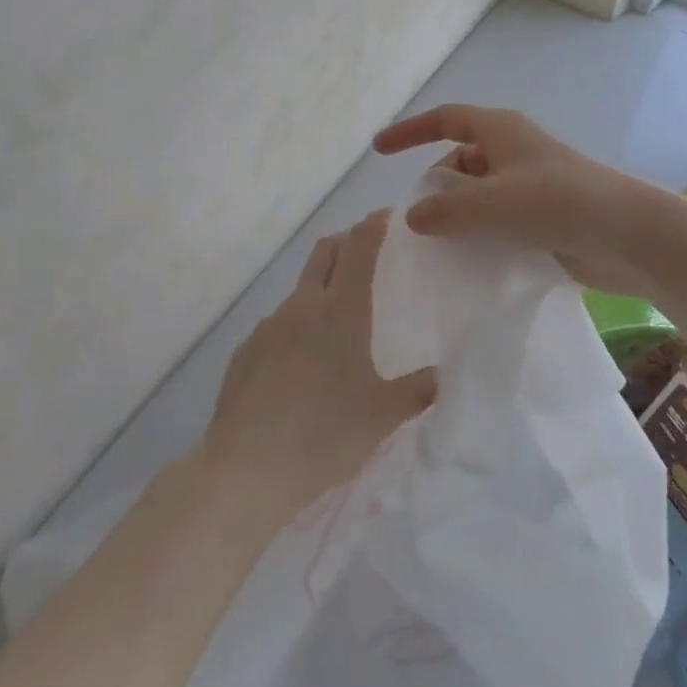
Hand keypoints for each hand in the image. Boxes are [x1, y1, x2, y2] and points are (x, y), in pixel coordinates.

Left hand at [197, 211, 433, 522]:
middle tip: (366, 253)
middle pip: (324, 253)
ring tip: (338, 324)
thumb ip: (416, 392)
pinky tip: (302, 366)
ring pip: (301, 290)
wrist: (245, 470)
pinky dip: (297, 327)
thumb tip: (441, 376)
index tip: (387, 216)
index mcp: (340, 312)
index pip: (358, 248)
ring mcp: (268, 326)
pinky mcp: (245, 350)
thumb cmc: (324, 436)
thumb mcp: (381, 418)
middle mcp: (302, 307)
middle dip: (346, 242)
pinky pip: (278, 325)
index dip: (373, 226)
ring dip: (321, 289)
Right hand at [372, 104, 658, 292]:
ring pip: (479, 192)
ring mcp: (531, 184)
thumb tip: (414, 217)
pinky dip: (481, 232)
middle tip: (417, 217)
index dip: (410, 131)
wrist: (631, 235)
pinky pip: (499, 218)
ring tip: (438, 245)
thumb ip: (445, 209)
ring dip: (458, 213)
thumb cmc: (558, 203)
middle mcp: (513, 151)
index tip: (379, 150)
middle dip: (436, 184)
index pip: (445, 119)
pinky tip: (470, 260)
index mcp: (500, 131)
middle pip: (460, 158)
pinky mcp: (544, 215)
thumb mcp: (491, 203)